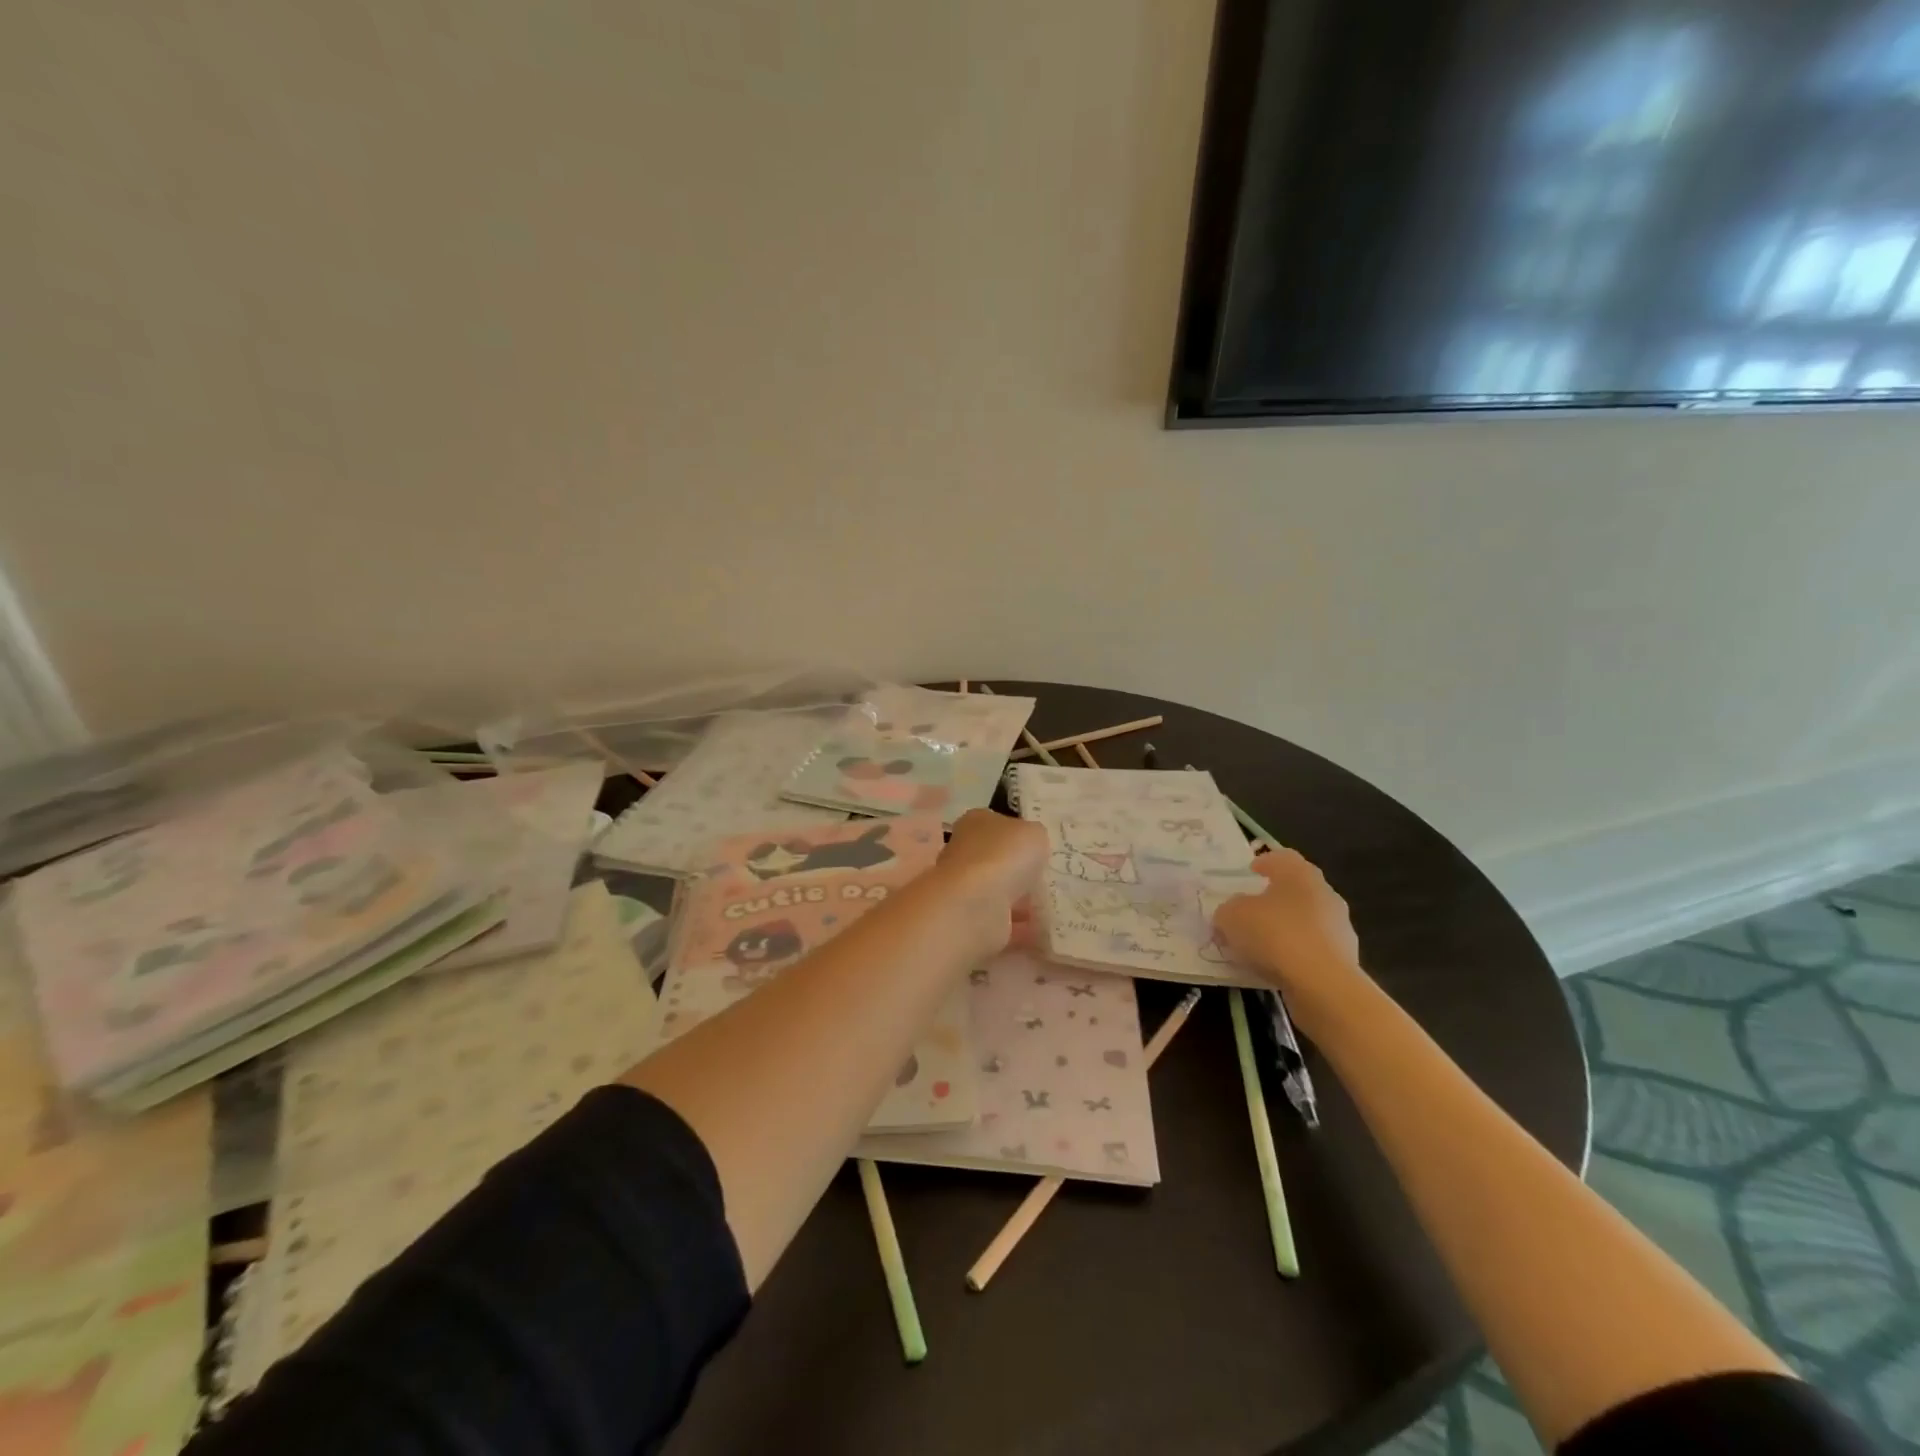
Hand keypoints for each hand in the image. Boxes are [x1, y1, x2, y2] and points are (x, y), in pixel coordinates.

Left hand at [934, 810, 1049, 957]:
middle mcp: (965, 853)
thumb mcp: (1034, 833)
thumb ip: (1035, 838)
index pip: (997, 824)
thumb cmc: (1004, 856)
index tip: (1040, 850)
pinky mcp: (972, 920)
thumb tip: (1032, 847)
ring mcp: (965, 888)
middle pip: (998, 860)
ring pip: (1000, 892)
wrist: (976, 905)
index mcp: (975, 822)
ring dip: (1023, 902)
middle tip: (1050, 880)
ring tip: (1053, 907)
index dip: (1018, 835)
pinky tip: (1045, 930)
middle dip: (1020, 871)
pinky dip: (1022, 928)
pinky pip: (1004, 923)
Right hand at [1214, 850, 1364, 1025]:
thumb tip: (1232, 912)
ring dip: (1287, 927)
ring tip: (1262, 944)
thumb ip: (1228, 910)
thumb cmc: (1274, 934)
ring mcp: (1339, 926)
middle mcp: (1324, 893)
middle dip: (1275, 897)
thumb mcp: (1232, 916)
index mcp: (1299, 873)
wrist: (1322, 984)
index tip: (1251, 872)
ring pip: (1307, 919)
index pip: (1283, 857)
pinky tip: (1278, 967)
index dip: (1265, 862)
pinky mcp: (1345, 958)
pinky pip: (1313, 948)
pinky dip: (1297, 953)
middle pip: (1297, 888)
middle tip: (1252, 909)